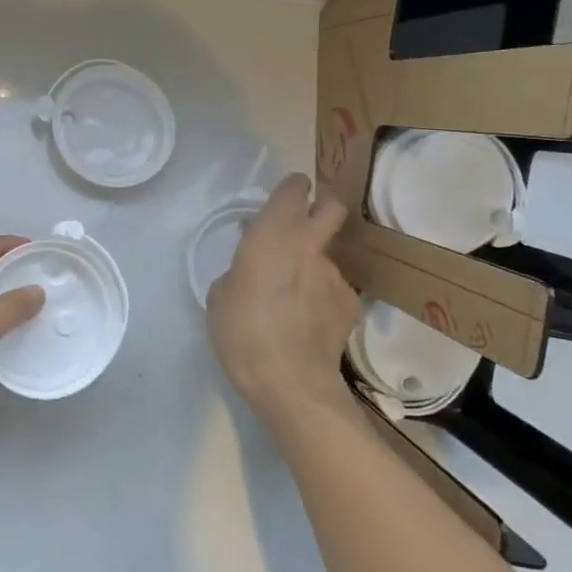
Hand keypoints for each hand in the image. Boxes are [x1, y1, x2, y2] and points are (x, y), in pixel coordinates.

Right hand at [206, 173, 359, 430]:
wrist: (290, 382)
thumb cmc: (242, 332)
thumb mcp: (220, 296)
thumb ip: (239, 271)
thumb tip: (253, 271)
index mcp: (273, 235)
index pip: (293, 189)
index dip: (290, 189)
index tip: (281, 201)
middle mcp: (310, 246)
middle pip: (332, 207)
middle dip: (320, 210)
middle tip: (300, 231)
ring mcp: (336, 275)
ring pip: (328, 256)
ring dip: (314, 266)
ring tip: (294, 300)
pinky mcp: (351, 304)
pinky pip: (334, 289)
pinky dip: (323, 298)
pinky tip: (308, 323)